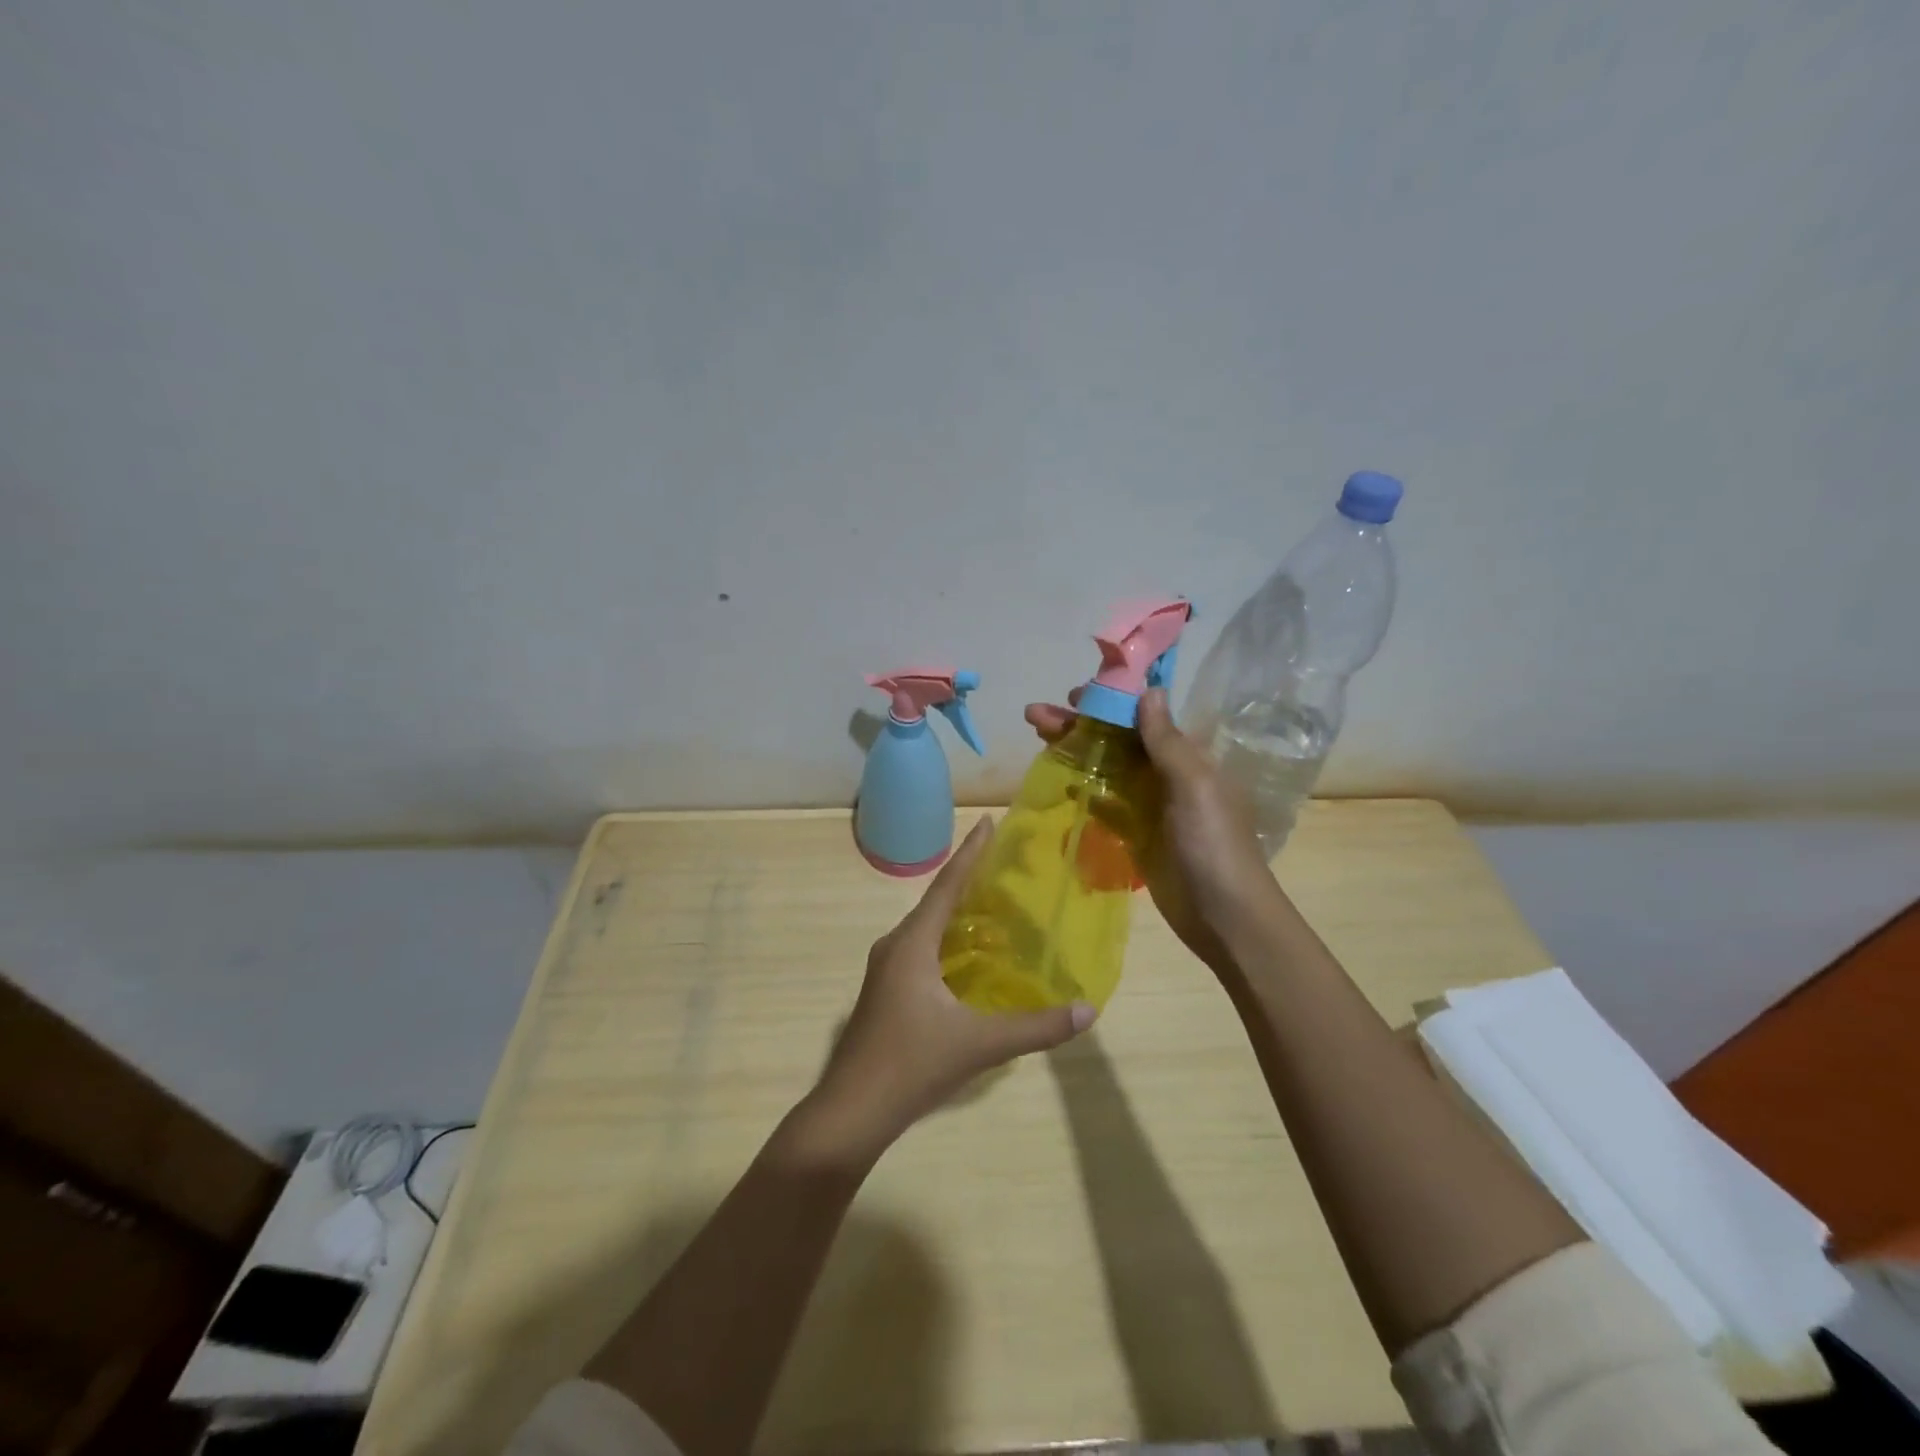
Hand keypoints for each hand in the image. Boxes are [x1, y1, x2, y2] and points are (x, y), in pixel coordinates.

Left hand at [808, 817, 1095, 1157]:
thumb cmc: (911, 1064)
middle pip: (936, 902)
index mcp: (912, 944)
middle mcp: (896, 946)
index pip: (947, 886)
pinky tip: (968, 958)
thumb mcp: (979, 1044)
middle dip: (968, 880)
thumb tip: (1087, 1010)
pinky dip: (947, 941)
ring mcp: (886, 970)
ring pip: (927, 929)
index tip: (987, 823)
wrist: (851, 1111)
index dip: (970, 853)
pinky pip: (921, 950)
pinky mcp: (886, 992)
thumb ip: (1035, 1027)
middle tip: (1004, 866)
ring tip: (993, 906)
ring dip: (956, 913)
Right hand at [1025, 687, 1279, 975]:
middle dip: (1078, 725)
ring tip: (1037, 737)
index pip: (1141, 717)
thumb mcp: (1194, 786)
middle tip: (1034, 715)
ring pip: (1107, 768)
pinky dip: (1085, 789)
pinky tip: (1059, 781)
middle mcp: (1167, 774)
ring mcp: (1150, 805)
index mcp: (1187, 756)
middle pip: (1117, 740)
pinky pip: (1106, 803)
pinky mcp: (1137, 834)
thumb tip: (1150, 690)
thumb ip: (1167, 741)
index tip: (1071, 695)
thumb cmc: (1213, 844)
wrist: (1224, 917)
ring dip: (1076, 752)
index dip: (1107, 702)